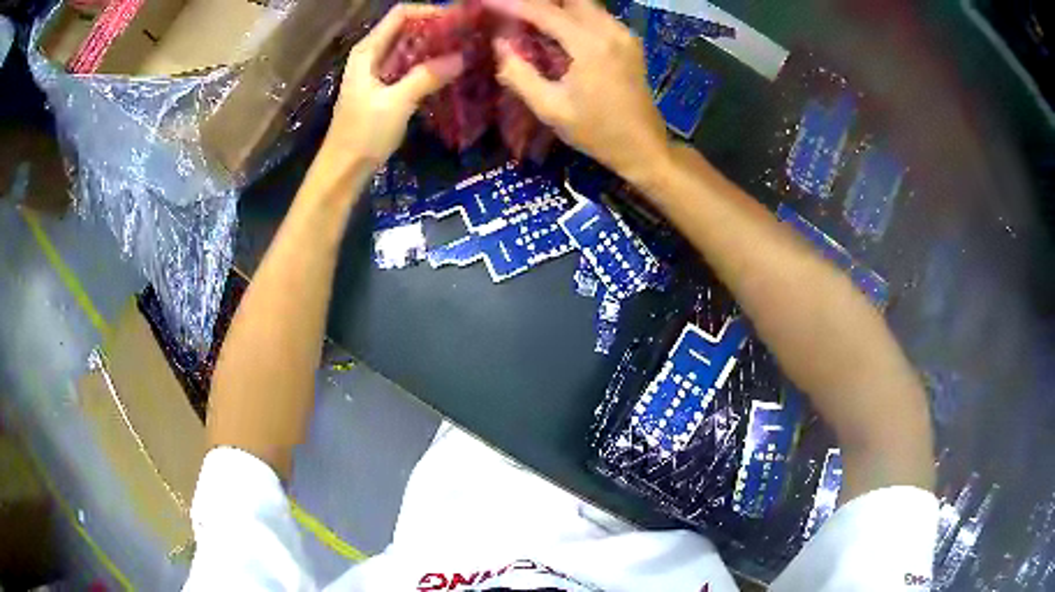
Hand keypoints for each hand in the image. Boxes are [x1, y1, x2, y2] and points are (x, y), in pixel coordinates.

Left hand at [325, 4, 464, 168]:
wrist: (344, 169)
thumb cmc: (363, 133)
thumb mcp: (396, 102)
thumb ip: (427, 77)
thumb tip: (461, 57)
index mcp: (368, 51)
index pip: (401, 14)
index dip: (429, 11)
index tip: (459, 20)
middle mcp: (373, 55)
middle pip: (407, 28)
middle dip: (437, 27)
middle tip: (469, 33)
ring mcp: (379, 72)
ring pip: (411, 48)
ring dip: (436, 46)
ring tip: (466, 48)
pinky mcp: (386, 88)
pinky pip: (411, 67)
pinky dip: (429, 64)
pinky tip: (450, 70)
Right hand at [485, 0, 669, 182]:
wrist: (643, 147)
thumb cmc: (596, 132)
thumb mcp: (550, 109)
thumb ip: (519, 74)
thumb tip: (499, 43)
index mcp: (590, 45)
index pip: (544, 11)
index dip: (511, 4)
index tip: (486, 1)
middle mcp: (610, 30)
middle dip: (538, 0)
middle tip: (512, 9)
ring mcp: (623, 33)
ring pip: (584, 3)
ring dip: (555, 5)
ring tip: (528, 18)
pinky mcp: (628, 40)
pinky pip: (596, 14)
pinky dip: (572, 13)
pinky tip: (555, 27)